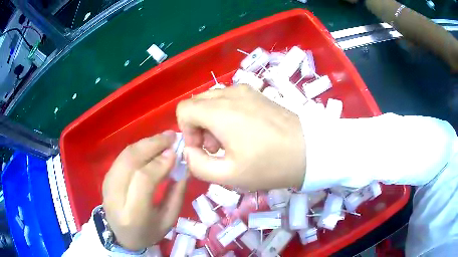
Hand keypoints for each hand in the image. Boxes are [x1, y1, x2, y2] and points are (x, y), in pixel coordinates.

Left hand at [102, 131, 185, 250]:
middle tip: (171, 136)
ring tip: (164, 138)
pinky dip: (139, 147)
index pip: (143, 180)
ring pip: (125, 155)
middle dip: (153, 145)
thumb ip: (176, 194)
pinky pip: (123, 156)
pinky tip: (151, 146)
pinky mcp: (106, 177)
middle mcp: (116, 196)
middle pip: (131, 161)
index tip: (175, 153)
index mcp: (133, 214)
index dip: (160, 163)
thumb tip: (183, 165)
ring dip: (146, 143)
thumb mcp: (168, 220)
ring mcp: (107, 184)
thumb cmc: (147, 232)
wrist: (119, 236)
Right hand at [176, 85, 305, 190]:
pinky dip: (225, 113)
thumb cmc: (270, 166)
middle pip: (197, 103)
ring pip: (212, 100)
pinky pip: (229, 99)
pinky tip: (243, 131)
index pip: (184, 109)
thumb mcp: (229, 175)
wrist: (309, 151)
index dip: (186, 132)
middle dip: (198, 126)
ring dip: (211, 120)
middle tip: (216, 148)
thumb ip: (198, 165)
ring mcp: (245, 90)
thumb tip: (189, 151)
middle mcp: (230, 93)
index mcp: (220, 111)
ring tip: (230, 142)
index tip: (203, 149)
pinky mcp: (257, 93)